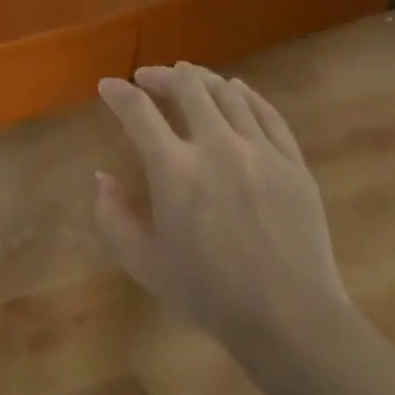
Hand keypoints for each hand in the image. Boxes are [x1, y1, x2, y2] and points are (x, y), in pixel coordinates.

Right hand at [94, 62, 352, 351]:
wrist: (289, 318)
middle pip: (187, 87)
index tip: (108, 86)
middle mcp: (216, 146)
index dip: (118, 93)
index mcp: (174, 170)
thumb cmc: (208, 294)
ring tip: (188, 77)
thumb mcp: (143, 263)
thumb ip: (112, 216)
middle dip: (161, 76)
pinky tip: (237, 89)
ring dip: (201, 79)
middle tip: (147, 78)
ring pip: (228, 93)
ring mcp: (260, 150)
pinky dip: (246, 94)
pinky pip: (267, 113)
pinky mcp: (292, 162)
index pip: (138, 111)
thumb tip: (102, 177)